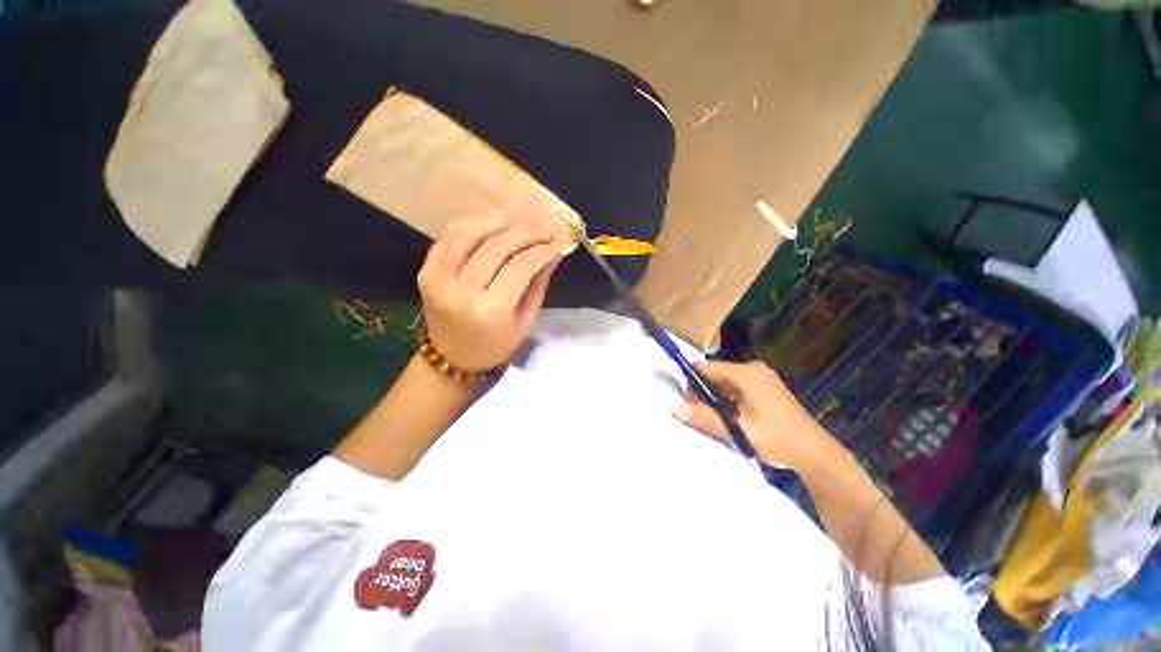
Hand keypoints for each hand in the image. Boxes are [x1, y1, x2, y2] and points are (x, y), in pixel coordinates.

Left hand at [417, 213, 571, 370]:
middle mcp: (461, 291)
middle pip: (498, 245)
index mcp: (490, 311)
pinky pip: (451, 235)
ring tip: (524, 218)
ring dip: (502, 220)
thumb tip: (554, 251)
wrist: (451, 358)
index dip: (543, 250)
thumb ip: (539, 284)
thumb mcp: (525, 321)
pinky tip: (495, 220)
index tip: (559, 243)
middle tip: (546, 226)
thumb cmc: (495, 345)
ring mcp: (438, 277)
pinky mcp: (426, 269)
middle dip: (528, 231)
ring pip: (472, 232)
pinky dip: (475, 222)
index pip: (521, 266)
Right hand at [672, 361, 837, 470]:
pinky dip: (730, 398)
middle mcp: (753, 369)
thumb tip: (674, 408)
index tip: (686, 401)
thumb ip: (705, 418)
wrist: (816, 453)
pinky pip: (739, 385)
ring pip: (727, 380)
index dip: (692, 383)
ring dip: (717, 396)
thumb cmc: (777, 439)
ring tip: (717, 418)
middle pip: (716, 373)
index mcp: (745, 374)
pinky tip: (733, 416)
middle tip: (701, 414)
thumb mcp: (737, 430)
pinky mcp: (768, 386)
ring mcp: (763, 376)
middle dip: (705, 392)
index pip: (706, 368)